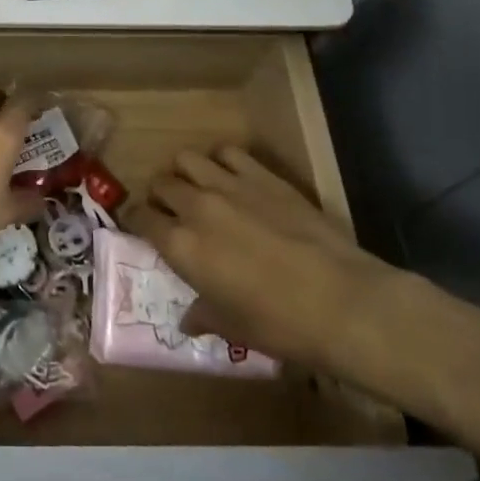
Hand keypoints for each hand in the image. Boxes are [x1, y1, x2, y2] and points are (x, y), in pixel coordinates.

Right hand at [121, 146, 412, 380]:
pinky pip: (229, 152)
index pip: (140, 217)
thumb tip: (187, 319)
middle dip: (160, 196)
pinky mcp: (263, 176)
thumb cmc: (279, 324)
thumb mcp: (233, 328)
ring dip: (186, 173)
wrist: (342, 302)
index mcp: (180, 245)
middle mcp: (196, 207)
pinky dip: (222, 161)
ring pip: (187, 158)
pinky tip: (232, 177)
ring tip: (199, 189)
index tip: (143, 227)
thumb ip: (203, 315)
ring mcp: (230, 185)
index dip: (137, 221)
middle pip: (161, 183)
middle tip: (172, 212)